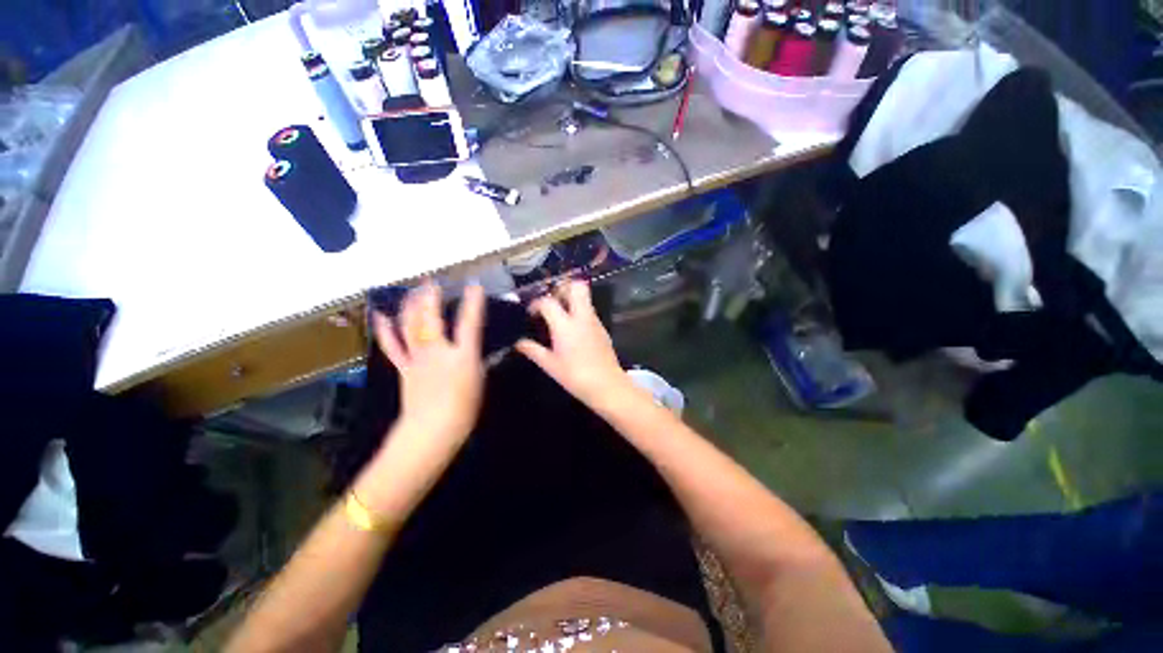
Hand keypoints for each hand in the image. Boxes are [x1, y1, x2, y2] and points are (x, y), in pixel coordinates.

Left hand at [372, 283, 485, 448]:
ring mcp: (417, 357)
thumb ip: (478, 360)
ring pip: (411, 325)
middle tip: (432, 280)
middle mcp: (438, 351)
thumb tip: (475, 349)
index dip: (473, 302)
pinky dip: (385, 329)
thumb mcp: (480, 381)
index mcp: (462, 355)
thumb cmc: (464, 409)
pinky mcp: (404, 367)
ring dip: (411, 305)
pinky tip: (381, 315)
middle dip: (431, 296)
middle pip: (431, 317)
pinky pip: (392, 345)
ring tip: (413, 289)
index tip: (474, 285)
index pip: (469, 322)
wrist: (432, 431)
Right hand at [515, 280, 630, 409]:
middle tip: (552, 302)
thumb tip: (519, 343)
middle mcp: (582, 317)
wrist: (607, 386)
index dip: (536, 303)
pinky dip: (580, 312)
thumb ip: (533, 350)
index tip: (531, 314)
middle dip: (562, 288)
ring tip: (560, 316)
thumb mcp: (550, 365)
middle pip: (576, 287)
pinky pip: (590, 311)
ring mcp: (595, 321)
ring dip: (571, 299)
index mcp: (565, 325)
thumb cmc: (575, 376)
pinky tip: (572, 329)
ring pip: (585, 298)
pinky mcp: (602, 328)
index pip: (548, 302)